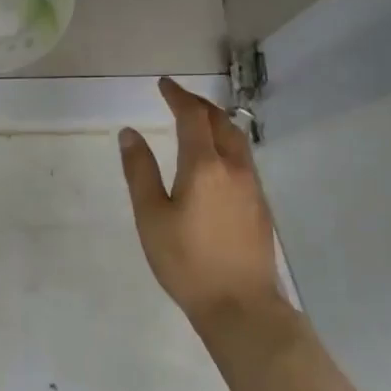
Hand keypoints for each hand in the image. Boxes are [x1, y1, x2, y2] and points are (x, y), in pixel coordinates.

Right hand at [119, 76, 284, 323]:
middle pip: (220, 121)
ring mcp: (252, 186)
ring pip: (237, 139)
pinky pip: (244, 158)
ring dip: (217, 121)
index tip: (164, 84)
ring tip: (198, 121)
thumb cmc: (187, 261)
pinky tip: (217, 158)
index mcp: (204, 166)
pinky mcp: (260, 205)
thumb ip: (140, 171)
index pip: (192, 117)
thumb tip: (129, 133)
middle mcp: (234, 167)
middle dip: (199, 105)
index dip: (178, 96)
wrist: (241, 305)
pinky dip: (227, 143)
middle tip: (179, 98)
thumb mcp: (151, 217)